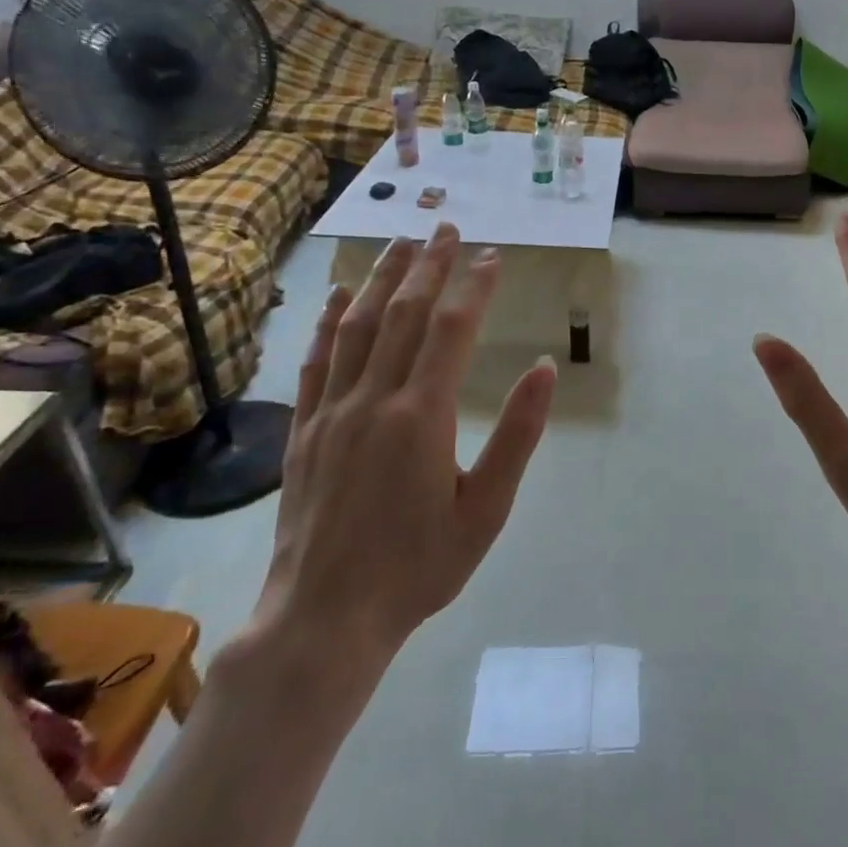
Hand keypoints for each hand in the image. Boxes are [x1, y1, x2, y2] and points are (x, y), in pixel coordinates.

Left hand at [254, 225, 556, 690]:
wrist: (324, 618)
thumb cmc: (418, 566)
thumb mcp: (487, 509)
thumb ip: (517, 434)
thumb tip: (544, 368)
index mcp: (422, 415)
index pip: (451, 330)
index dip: (474, 286)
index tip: (492, 256)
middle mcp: (374, 399)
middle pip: (404, 315)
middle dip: (428, 266)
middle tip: (445, 228)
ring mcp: (331, 411)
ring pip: (358, 327)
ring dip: (381, 280)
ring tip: (399, 244)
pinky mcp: (303, 430)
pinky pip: (317, 361)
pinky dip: (329, 322)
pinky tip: (339, 297)